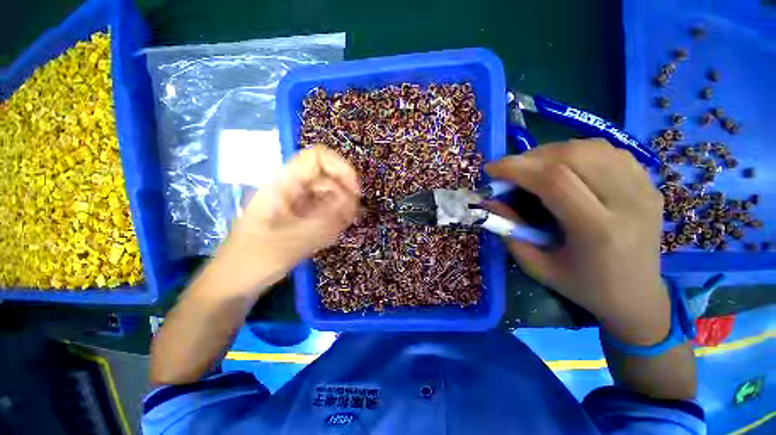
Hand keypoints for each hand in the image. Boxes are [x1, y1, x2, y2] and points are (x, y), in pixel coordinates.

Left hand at [226, 146, 359, 280]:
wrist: (235, 280)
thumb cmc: (253, 259)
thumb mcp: (290, 242)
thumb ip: (324, 221)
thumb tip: (352, 203)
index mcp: (283, 184)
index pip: (317, 158)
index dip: (341, 167)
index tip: (355, 191)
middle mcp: (292, 188)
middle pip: (328, 177)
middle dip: (345, 194)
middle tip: (351, 217)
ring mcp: (298, 203)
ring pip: (330, 194)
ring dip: (341, 209)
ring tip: (340, 229)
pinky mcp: (302, 216)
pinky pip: (326, 210)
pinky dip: (335, 219)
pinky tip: (332, 235)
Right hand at [486, 139, 669, 344]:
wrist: (637, 296)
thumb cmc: (583, 286)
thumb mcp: (536, 266)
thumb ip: (510, 231)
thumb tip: (490, 201)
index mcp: (599, 230)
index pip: (555, 180)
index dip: (517, 168)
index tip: (492, 169)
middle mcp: (629, 202)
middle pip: (574, 155)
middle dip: (532, 156)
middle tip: (510, 169)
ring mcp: (644, 189)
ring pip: (592, 147)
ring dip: (552, 151)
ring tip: (533, 167)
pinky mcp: (649, 183)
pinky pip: (608, 152)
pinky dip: (576, 151)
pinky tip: (563, 166)